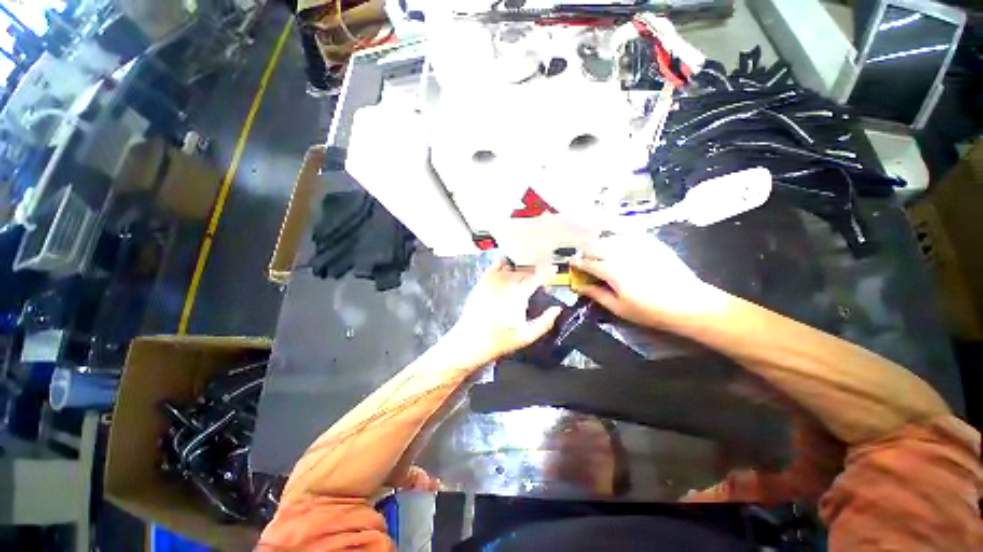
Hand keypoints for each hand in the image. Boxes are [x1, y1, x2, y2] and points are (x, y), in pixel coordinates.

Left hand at [447, 258, 562, 363]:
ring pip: (512, 266)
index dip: (548, 273)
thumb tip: (558, 309)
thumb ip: (545, 322)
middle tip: (541, 281)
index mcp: (518, 293)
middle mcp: (506, 282)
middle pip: (525, 269)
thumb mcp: (527, 336)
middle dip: (536, 272)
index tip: (554, 274)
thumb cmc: (500, 340)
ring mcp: (492, 280)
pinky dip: (505, 264)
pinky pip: (495, 266)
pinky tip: (509, 269)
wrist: (471, 341)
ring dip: (522, 268)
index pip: (537, 275)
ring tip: (526, 276)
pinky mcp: (482, 281)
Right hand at [571, 233, 713, 326]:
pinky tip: (620, 245)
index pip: (588, 263)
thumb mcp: (619, 308)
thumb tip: (580, 287)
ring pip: (611, 238)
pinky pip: (629, 235)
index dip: (577, 263)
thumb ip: (597, 295)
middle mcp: (622, 253)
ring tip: (601, 252)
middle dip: (587, 252)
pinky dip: (619, 239)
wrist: (689, 303)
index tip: (572, 263)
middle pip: (596, 246)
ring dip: (601, 244)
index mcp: (612, 270)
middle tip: (586, 260)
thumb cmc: (651, 310)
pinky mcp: (651, 243)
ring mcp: (638, 245)